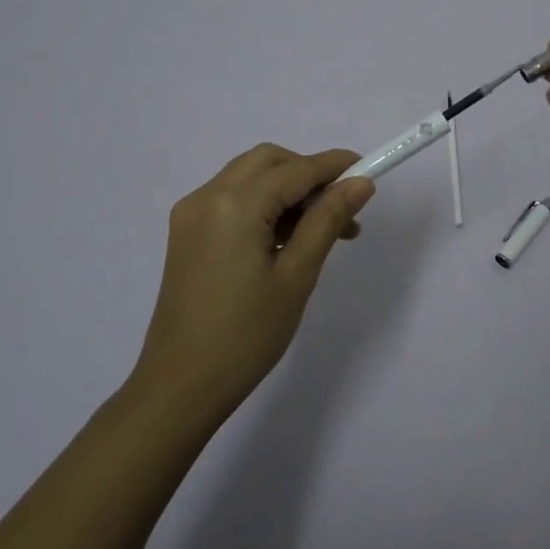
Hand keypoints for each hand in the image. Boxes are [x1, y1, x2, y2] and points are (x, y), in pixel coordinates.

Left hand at [134, 144, 374, 421]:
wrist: (180, 387)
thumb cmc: (246, 335)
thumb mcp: (297, 276)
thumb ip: (328, 220)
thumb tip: (361, 183)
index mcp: (235, 205)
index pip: (296, 169)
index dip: (335, 166)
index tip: (369, 171)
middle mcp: (207, 196)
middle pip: (269, 161)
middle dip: (308, 174)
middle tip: (342, 209)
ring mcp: (191, 214)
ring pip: (249, 177)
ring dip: (287, 189)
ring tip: (321, 230)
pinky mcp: (186, 233)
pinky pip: (231, 199)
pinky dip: (263, 204)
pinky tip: (285, 239)